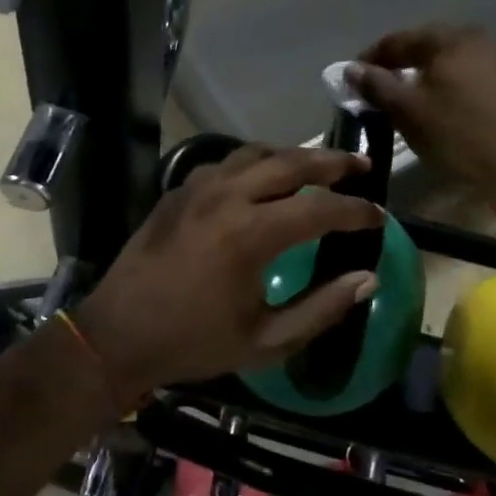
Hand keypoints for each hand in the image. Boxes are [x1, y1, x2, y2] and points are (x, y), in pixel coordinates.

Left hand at [73, 145, 383, 398]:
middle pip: (291, 163)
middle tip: (361, 164)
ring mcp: (198, 188)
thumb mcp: (266, 341)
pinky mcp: (178, 190)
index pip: (320, 208)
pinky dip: (255, 164)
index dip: (356, 211)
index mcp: (251, 235)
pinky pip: (226, 163)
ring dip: (292, 156)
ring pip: (256, 153)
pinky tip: (263, 179)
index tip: (379, 216)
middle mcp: (227, 197)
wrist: (117, 334)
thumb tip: (367, 278)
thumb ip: (321, 308)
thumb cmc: (194, 342)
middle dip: (332, 162)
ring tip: (318, 166)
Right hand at [350, 25, 495, 196]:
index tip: (353, 77)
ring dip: (425, 73)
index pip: (400, 39)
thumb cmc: (458, 134)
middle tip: (377, 85)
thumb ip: (376, 85)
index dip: (372, 57)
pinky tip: (441, 105)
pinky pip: (470, 73)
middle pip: (428, 44)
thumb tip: (352, 69)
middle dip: (400, 63)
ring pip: (451, 60)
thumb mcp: (408, 111)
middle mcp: (480, 38)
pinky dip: (449, 84)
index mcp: (451, 38)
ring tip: (406, 97)